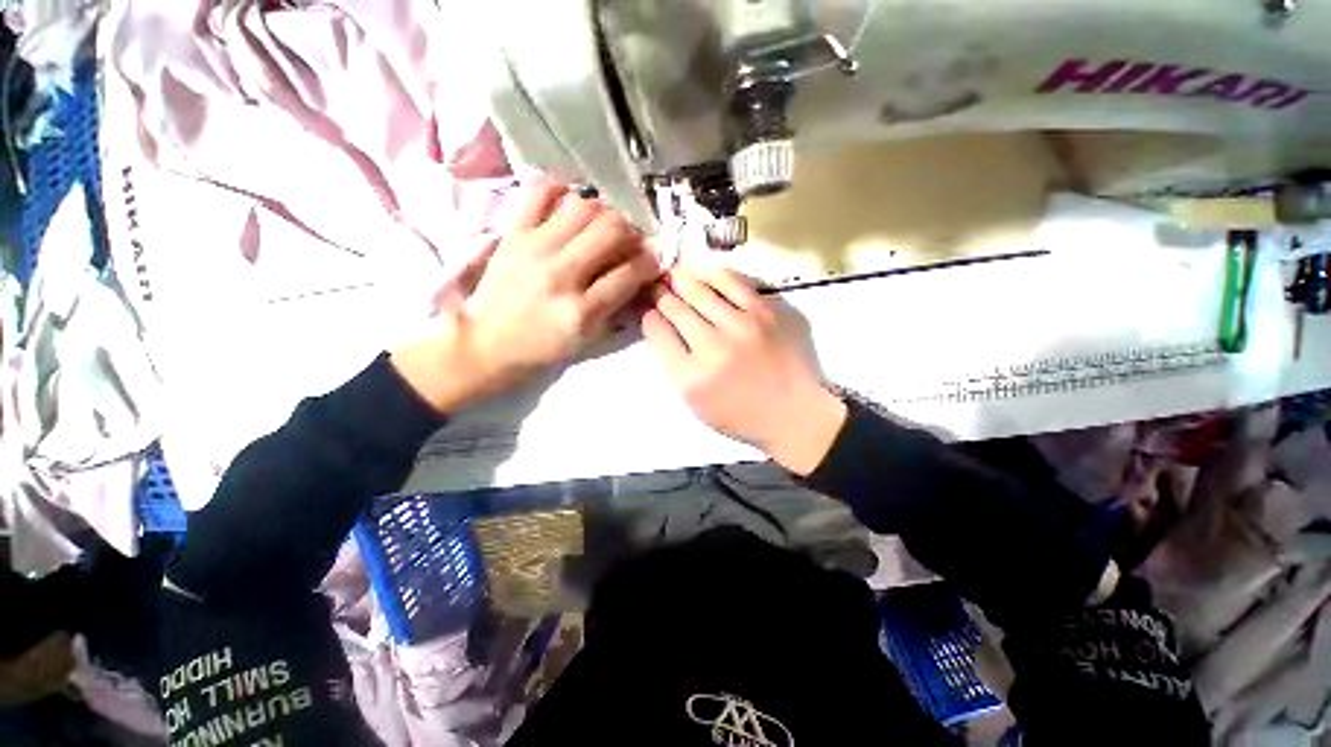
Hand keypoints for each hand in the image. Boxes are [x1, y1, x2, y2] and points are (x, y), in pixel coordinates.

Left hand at [393, 178, 660, 411]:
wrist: (489, 342)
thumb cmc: (545, 346)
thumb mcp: (588, 338)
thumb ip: (617, 305)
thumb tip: (640, 271)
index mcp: (582, 311)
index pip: (630, 272)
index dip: (650, 261)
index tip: (653, 258)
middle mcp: (561, 274)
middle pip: (611, 229)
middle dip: (630, 231)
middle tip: (627, 241)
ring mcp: (534, 248)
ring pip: (583, 206)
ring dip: (601, 213)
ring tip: (599, 227)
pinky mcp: (513, 233)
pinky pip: (540, 191)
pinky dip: (560, 191)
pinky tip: (568, 207)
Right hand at [641, 269, 846, 475]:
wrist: (792, 412)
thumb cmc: (740, 414)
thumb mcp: (695, 403)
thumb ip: (674, 365)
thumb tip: (660, 325)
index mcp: (690, 376)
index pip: (656, 330)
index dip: (648, 315)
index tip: (647, 309)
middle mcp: (712, 347)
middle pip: (674, 307)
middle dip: (660, 294)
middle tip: (656, 287)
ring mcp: (741, 326)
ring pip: (698, 290)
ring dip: (681, 281)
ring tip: (674, 276)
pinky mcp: (765, 312)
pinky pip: (732, 282)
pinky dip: (713, 277)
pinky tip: (705, 277)